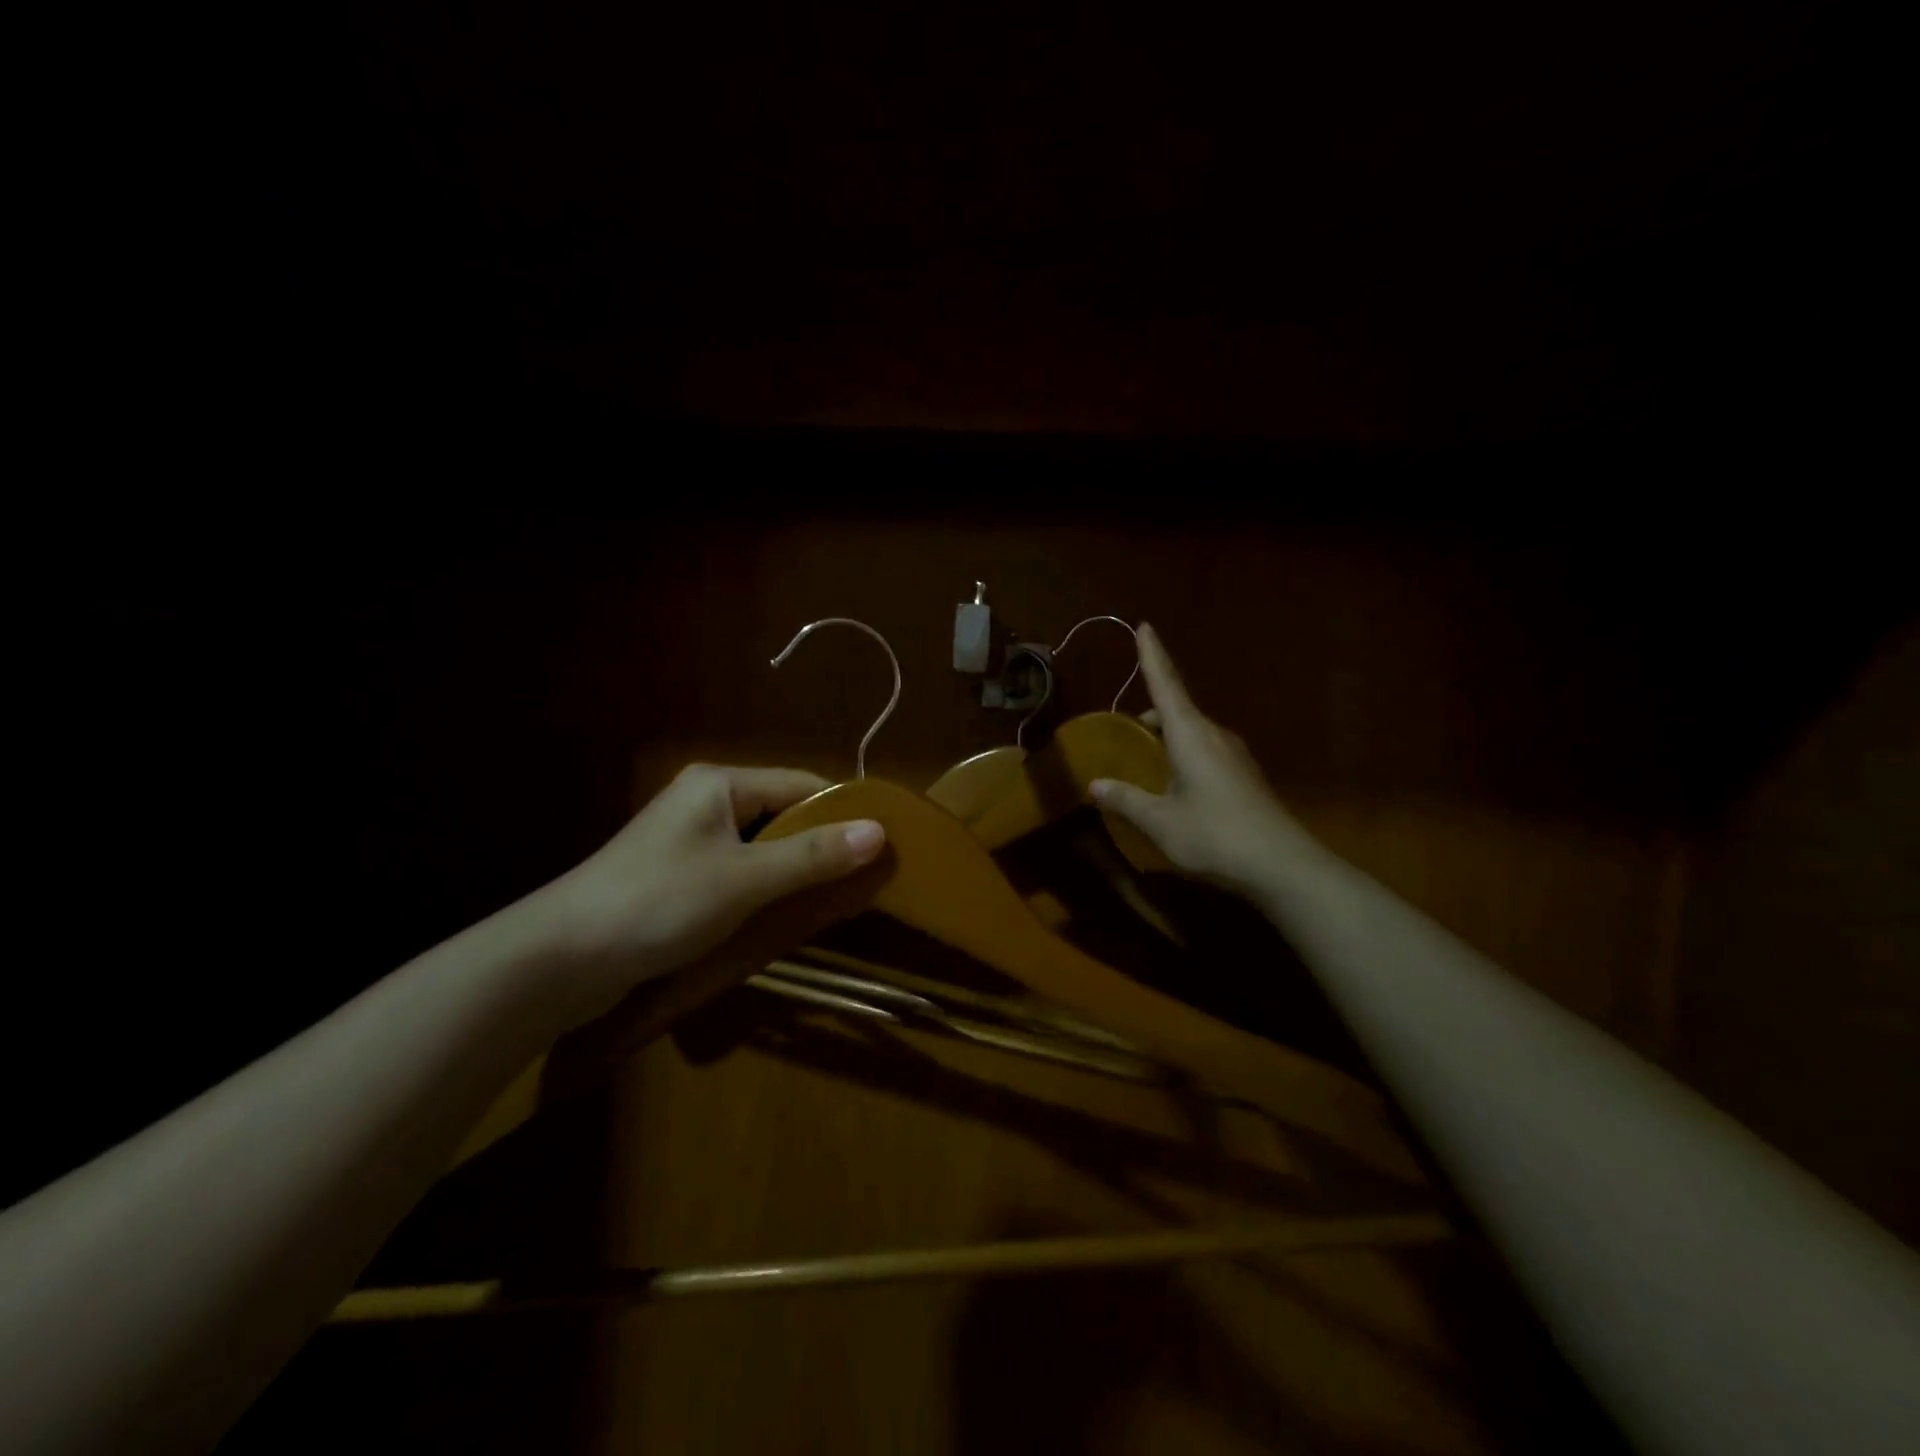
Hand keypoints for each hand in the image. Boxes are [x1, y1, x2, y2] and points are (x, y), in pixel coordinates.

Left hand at [535, 765, 884, 1027]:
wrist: (558, 960)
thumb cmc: (659, 903)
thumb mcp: (746, 879)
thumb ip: (813, 854)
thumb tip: (880, 831)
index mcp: (720, 784)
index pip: (801, 785)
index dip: (843, 814)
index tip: (882, 848)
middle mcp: (704, 801)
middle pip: (781, 814)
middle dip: (819, 847)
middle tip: (861, 882)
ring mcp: (686, 840)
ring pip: (760, 847)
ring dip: (791, 872)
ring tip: (831, 902)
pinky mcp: (674, 876)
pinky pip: (736, 872)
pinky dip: (762, 890)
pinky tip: (780, 917)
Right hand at [1091, 624, 1312, 897]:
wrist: (1282, 866)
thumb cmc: (1215, 835)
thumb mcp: (1160, 821)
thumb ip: (1126, 800)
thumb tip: (1094, 785)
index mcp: (1191, 734)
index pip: (1166, 684)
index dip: (1152, 655)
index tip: (1144, 625)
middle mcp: (1214, 735)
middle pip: (1177, 709)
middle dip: (1151, 712)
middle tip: (1125, 728)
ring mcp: (1234, 755)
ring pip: (1192, 732)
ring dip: (1167, 736)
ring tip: (1145, 759)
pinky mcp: (1244, 776)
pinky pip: (1205, 750)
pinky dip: (1183, 754)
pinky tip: (1175, 785)